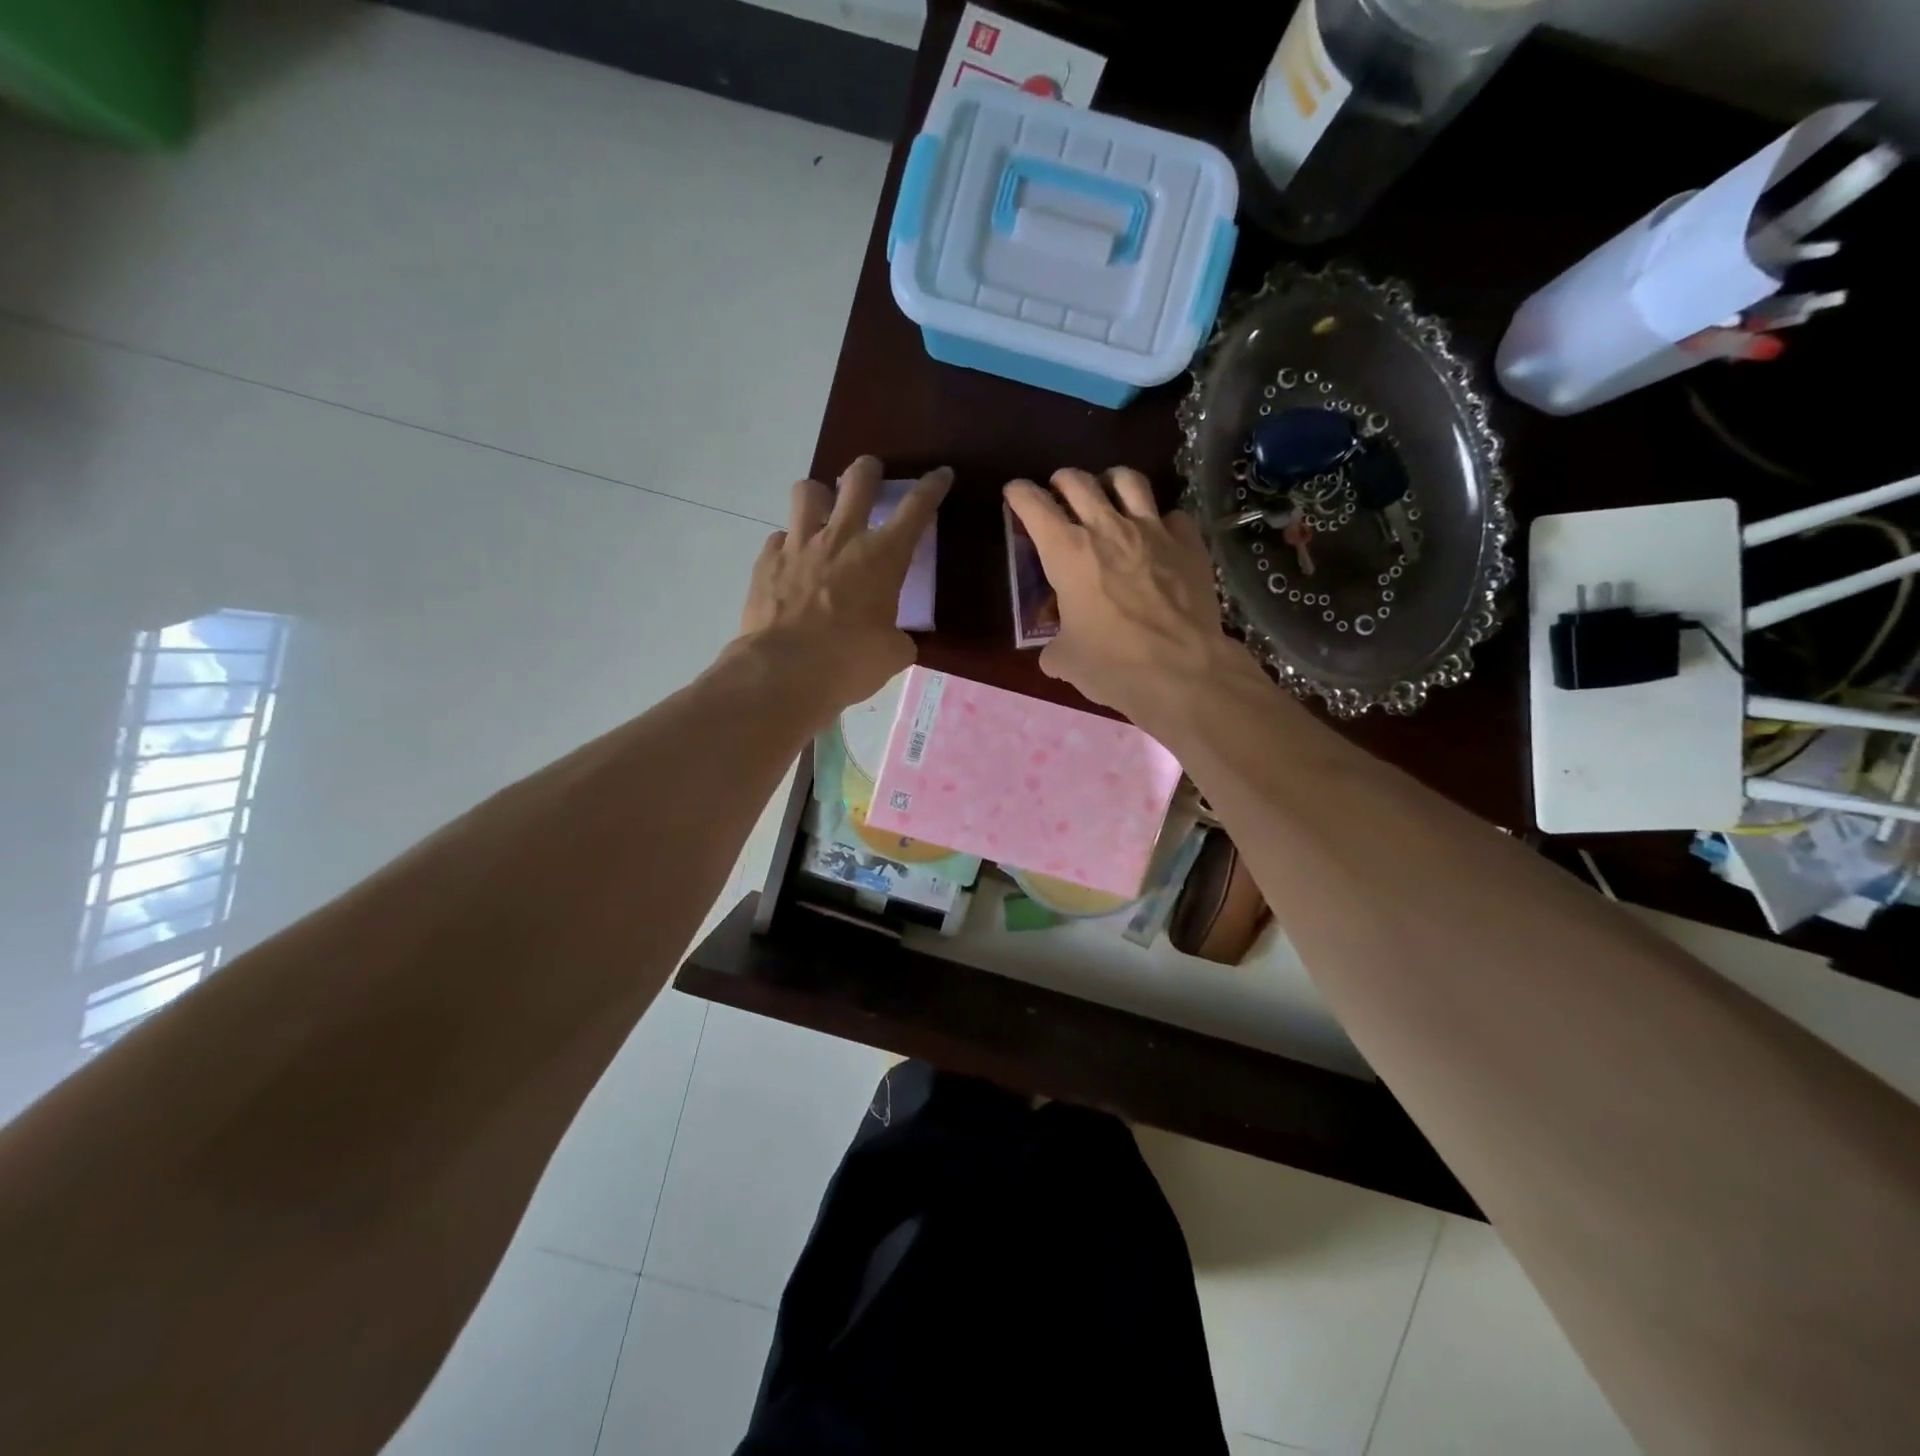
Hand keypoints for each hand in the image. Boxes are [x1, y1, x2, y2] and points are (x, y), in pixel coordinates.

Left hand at [738, 455, 950, 711]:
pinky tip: (792, 565)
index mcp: (882, 556)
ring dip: (819, 497)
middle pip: (858, 479)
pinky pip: (778, 538)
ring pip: (807, 491)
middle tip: (872, 478)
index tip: (941, 475)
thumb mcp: (892, 654)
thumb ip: (898, 637)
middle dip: (869, 471)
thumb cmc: (849, 662)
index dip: (932, 487)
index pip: (916, 509)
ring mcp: (799, 545)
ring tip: (822, 514)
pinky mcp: (766, 562)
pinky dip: (788, 546)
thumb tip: (894, 638)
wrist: (783, 672)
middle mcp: (841, 538)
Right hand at [1003, 468, 1249, 724]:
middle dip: (1061, 481)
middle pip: (1078, 481)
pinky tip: (1160, 535)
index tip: (1014, 493)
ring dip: (1111, 481)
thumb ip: (1056, 646)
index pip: (1033, 505)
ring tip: (1109, 493)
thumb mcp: (1066, 660)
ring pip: (1128, 480)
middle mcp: (1107, 528)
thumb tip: (1056, 652)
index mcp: (1066, 552)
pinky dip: (1161, 520)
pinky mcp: (1188, 543)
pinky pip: (1172, 514)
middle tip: (1058, 492)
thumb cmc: (1113, 665)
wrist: (1182, 670)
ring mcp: (1153, 530)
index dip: (1019, 494)